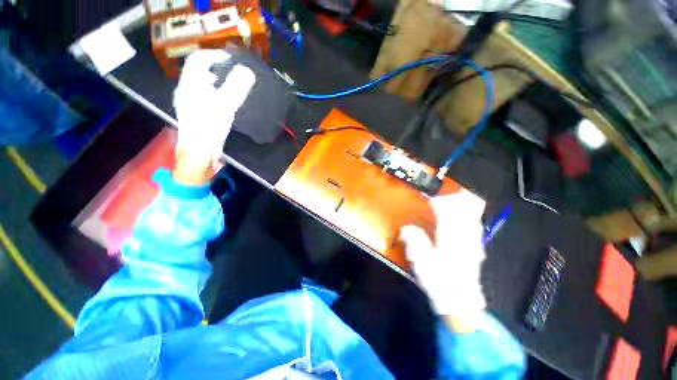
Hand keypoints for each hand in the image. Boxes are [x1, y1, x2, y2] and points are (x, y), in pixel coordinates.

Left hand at [173, 49, 254, 162]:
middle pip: (198, 70)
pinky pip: (202, 95)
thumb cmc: (209, 126)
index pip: (198, 59)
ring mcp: (187, 101)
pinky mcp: (192, 113)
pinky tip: (222, 103)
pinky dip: (213, 93)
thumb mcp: (225, 105)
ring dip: (215, 81)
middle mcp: (185, 89)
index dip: (214, 55)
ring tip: (231, 88)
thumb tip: (247, 71)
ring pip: (200, 84)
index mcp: (190, 83)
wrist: (198, 151)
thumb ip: (236, 86)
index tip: (232, 61)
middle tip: (233, 74)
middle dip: (216, 68)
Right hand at [400, 190, 486, 327]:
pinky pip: (475, 224)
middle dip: (454, 197)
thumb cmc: (439, 281)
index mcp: (450, 237)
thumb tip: (406, 227)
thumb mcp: (421, 261)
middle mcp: (465, 235)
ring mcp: (473, 241)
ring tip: (454, 197)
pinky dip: (470, 215)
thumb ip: (414, 240)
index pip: (446, 211)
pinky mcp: (476, 247)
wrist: (461, 303)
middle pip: (465, 208)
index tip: (427, 195)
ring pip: (473, 215)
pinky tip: (464, 216)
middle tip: (443, 191)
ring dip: (463, 204)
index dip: (437, 200)